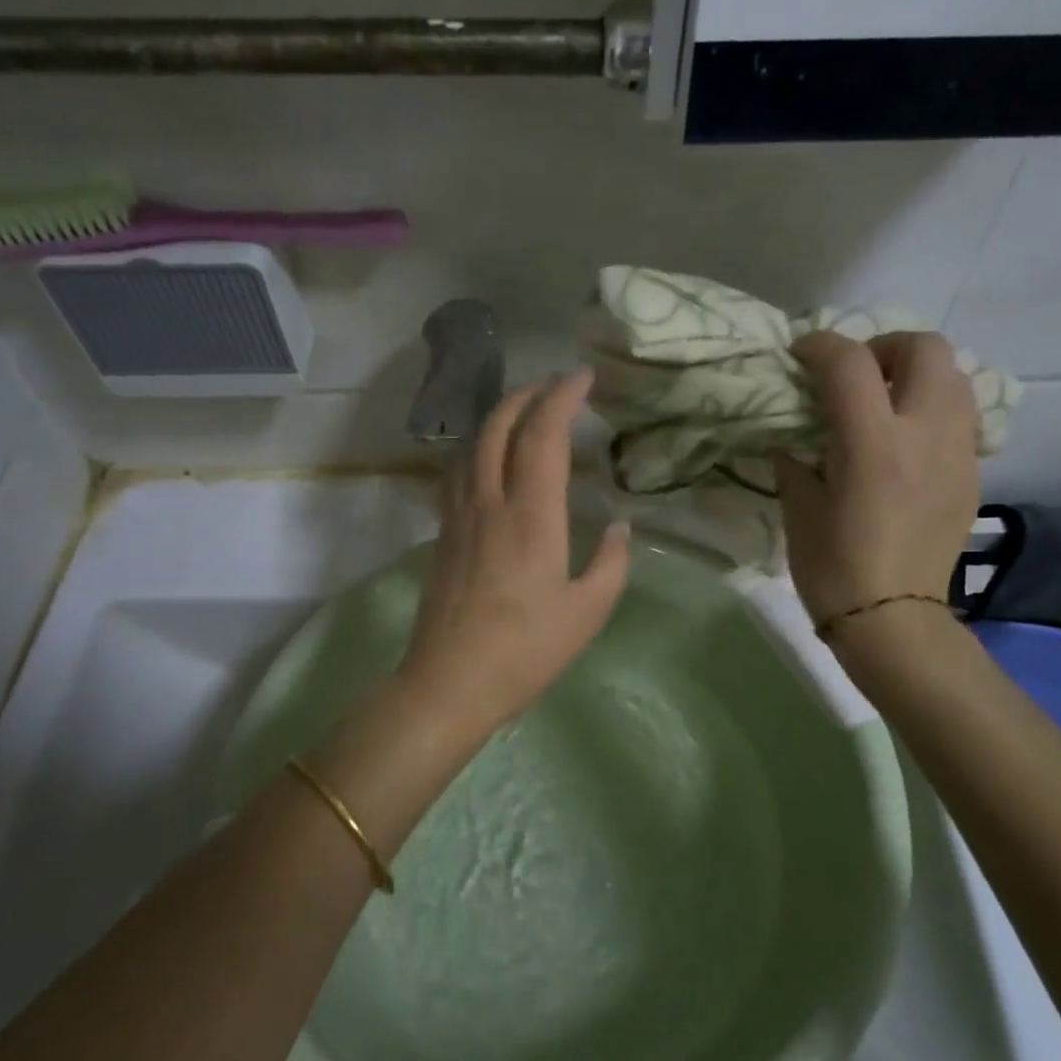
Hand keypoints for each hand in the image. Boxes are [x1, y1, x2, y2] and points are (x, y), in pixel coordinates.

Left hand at [397, 368, 630, 743]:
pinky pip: (457, 473)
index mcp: (531, 516)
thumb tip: (619, 527)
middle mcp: (489, 502)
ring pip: (472, 445)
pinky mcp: (441, 535)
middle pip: (498, 426)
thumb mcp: (587, 612)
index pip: (543, 434)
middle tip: (554, 386)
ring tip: (523, 415)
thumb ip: (611, 563)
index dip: (562, 396)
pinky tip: (488, 461)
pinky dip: (477, 449)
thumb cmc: (525, 651)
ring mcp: (458, 516)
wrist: (449, 683)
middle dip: (526, 394)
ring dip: (498, 418)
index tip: (583, 377)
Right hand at [776, 331, 978, 629]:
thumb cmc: (833, 566)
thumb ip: (795, 457)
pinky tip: (906, 440)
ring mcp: (957, 451)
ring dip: (915, 374)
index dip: (819, 346)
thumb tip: (794, 434)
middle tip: (855, 375)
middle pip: (924, 348)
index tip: (800, 356)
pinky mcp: (973, 472)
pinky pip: (961, 416)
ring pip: (954, 376)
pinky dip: (932, 408)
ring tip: (884, 402)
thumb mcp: (798, 507)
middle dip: (884, 347)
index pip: (849, 363)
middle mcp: (924, 433)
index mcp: (871, 443)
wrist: (893, 618)